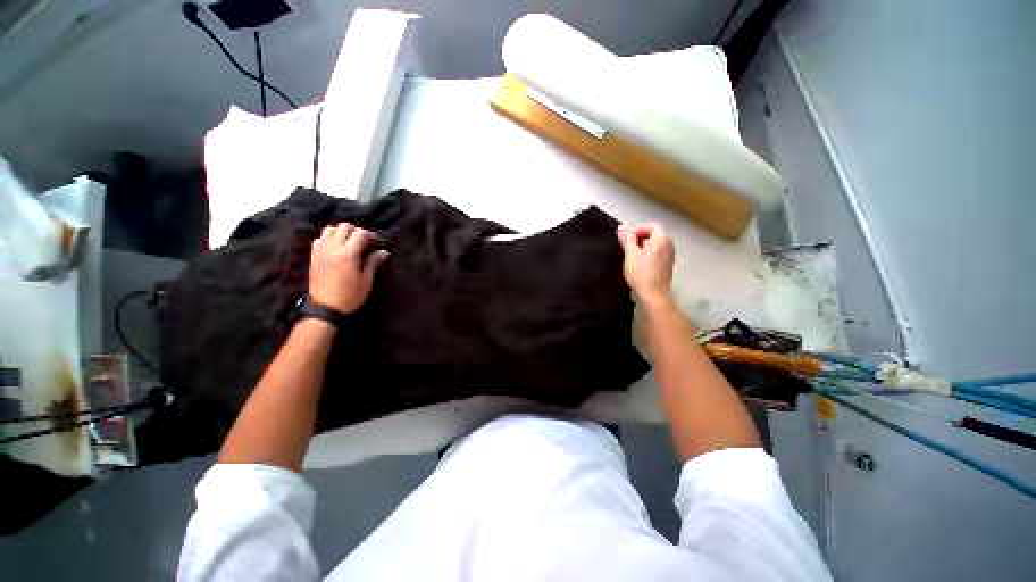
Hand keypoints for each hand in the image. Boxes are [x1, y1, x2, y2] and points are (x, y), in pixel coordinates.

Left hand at [309, 223, 387, 313]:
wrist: (326, 307)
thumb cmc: (350, 295)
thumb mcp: (366, 280)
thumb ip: (373, 262)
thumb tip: (383, 251)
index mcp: (348, 254)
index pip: (360, 233)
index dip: (371, 235)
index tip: (377, 243)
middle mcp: (333, 248)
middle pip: (344, 227)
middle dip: (356, 231)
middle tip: (364, 241)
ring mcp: (321, 251)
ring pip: (329, 229)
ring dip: (341, 232)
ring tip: (349, 242)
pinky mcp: (313, 256)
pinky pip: (319, 238)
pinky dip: (328, 238)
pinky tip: (335, 247)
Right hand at [616, 223, 674, 307]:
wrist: (653, 295)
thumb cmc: (641, 273)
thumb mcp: (631, 254)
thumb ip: (627, 239)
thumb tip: (622, 228)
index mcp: (662, 239)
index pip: (650, 226)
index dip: (636, 228)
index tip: (623, 235)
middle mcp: (669, 245)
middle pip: (653, 234)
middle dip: (637, 235)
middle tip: (623, 242)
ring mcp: (669, 256)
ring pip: (654, 244)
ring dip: (640, 245)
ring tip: (627, 251)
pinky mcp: (666, 266)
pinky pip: (655, 253)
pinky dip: (645, 252)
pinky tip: (635, 260)